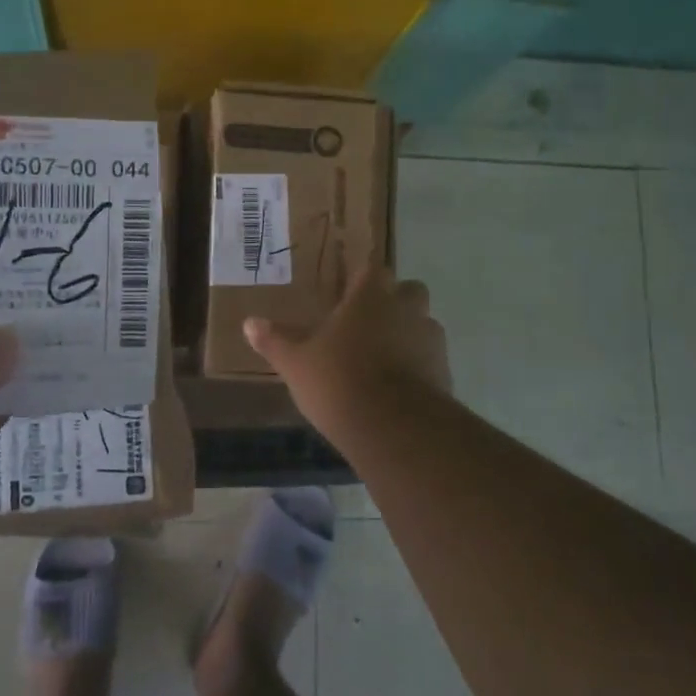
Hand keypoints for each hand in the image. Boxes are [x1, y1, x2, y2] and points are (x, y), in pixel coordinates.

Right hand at [243, 266, 449, 437]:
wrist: (393, 427)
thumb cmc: (338, 380)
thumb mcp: (296, 363)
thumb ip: (276, 341)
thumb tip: (250, 323)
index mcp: (370, 297)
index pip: (373, 269)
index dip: (363, 278)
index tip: (350, 289)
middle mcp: (406, 309)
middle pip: (409, 291)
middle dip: (394, 301)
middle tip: (369, 323)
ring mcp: (430, 340)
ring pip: (423, 325)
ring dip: (409, 334)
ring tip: (383, 359)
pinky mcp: (445, 373)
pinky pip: (431, 360)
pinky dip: (419, 367)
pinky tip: (398, 389)